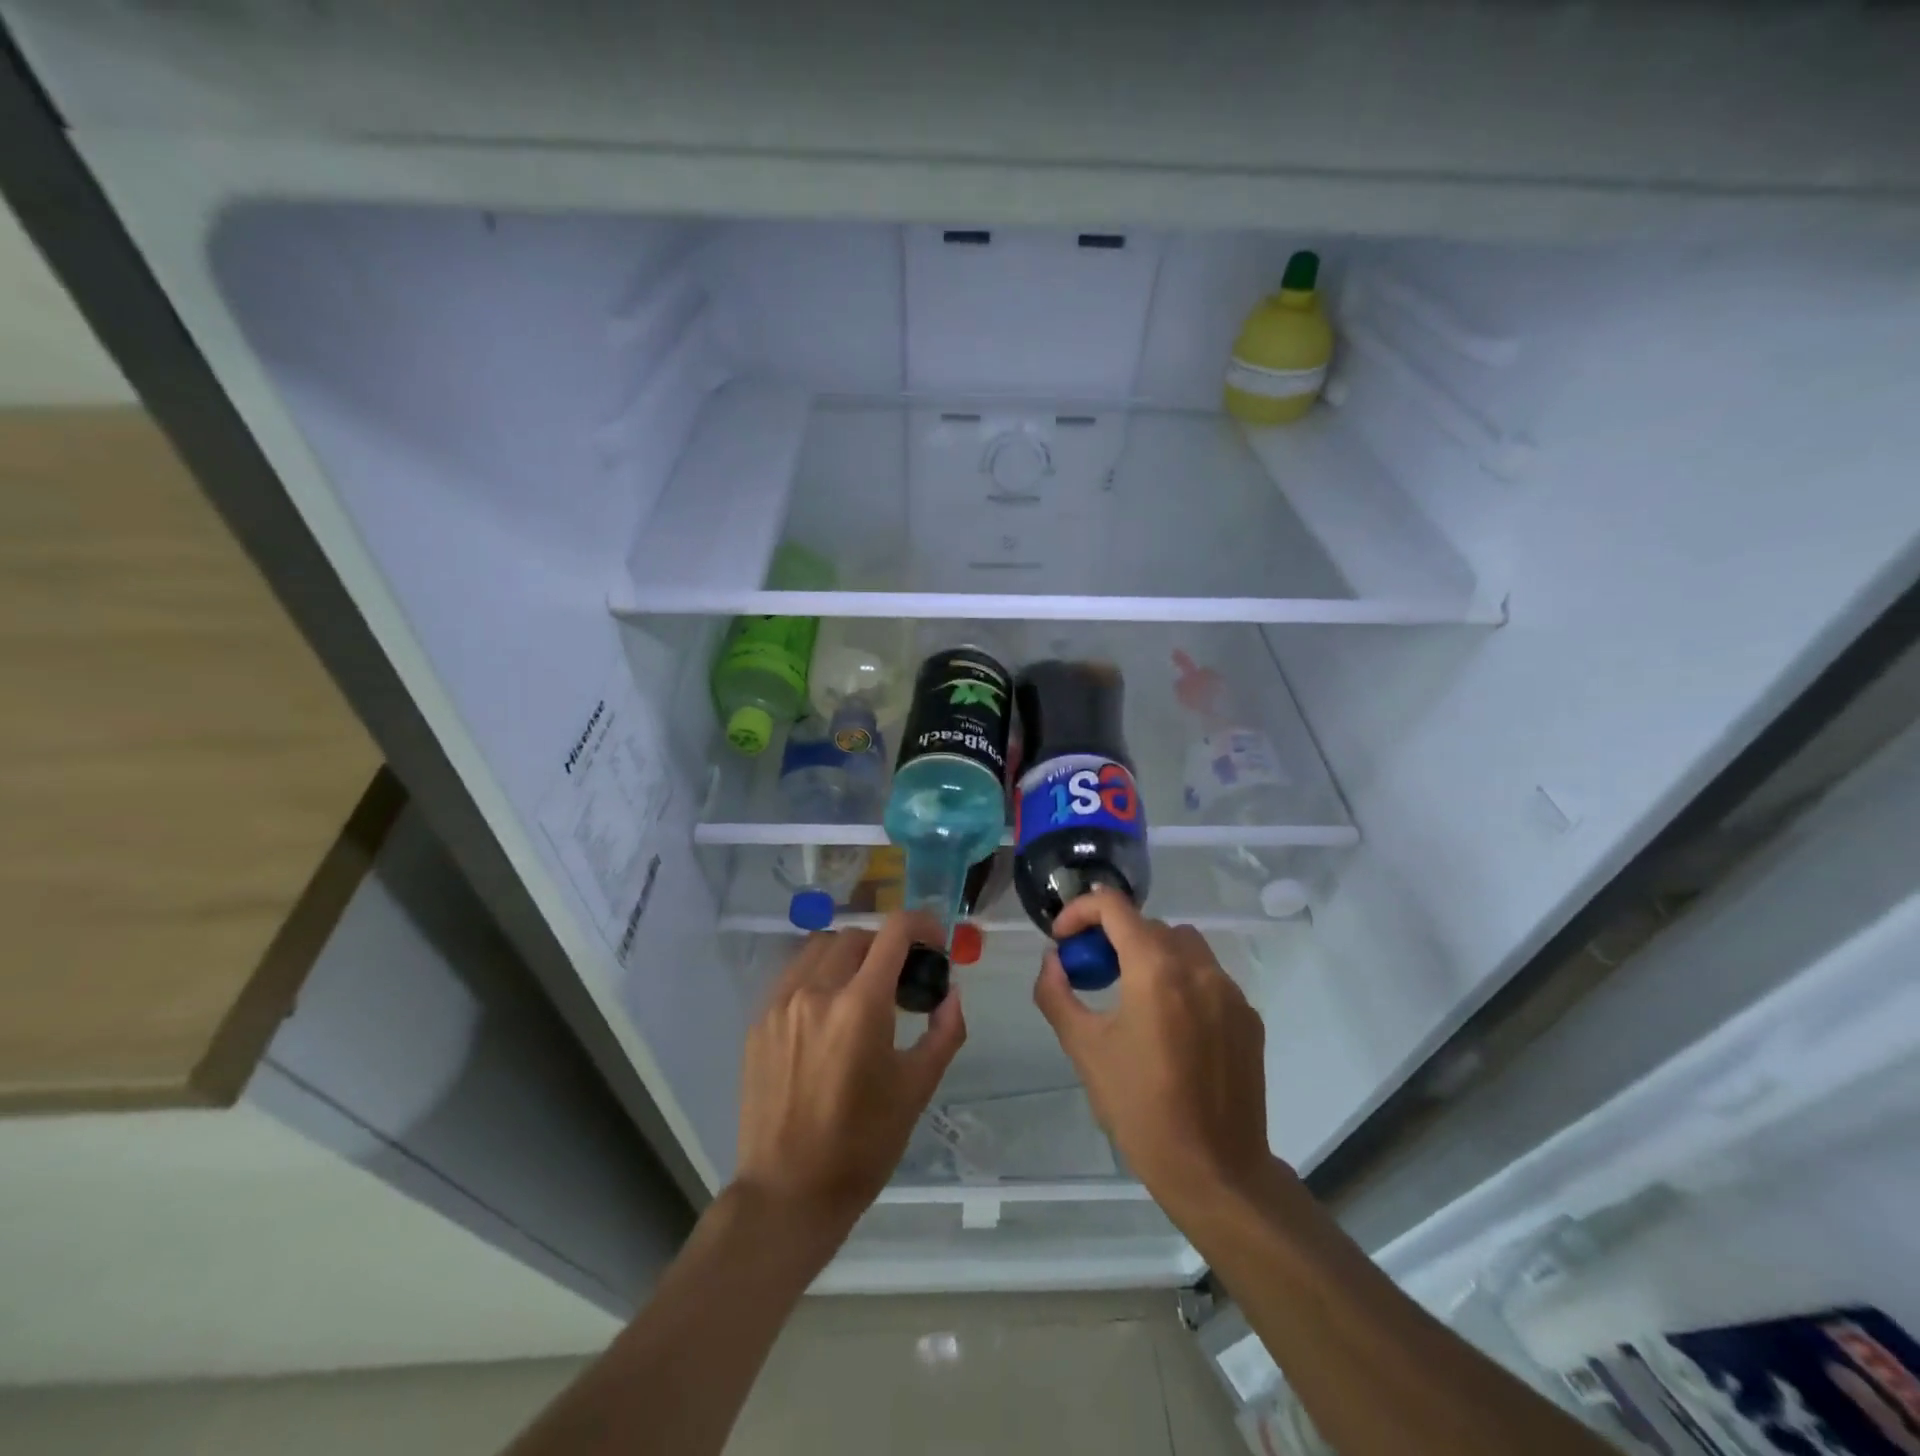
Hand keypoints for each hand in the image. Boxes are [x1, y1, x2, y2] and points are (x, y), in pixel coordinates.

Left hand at [735, 912, 964, 1234]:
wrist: (787, 1193)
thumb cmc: (862, 1145)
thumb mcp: (916, 1088)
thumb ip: (944, 1031)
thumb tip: (951, 993)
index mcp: (860, 1005)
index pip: (894, 932)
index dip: (922, 925)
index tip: (935, 943)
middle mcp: (816, 991)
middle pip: (857, 935)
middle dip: (886, 946)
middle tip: (902, 977)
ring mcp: (780, 1004)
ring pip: (820, 948)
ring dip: (850, 955)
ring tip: (863, 989)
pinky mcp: (758, 1022)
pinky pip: (793, 975)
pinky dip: (818, 976)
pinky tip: (828, 1013)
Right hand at [1034, 891, 1276, 1221]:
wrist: (1215, 1171)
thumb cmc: (1140, 1109)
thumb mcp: (1084, 1049)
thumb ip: (1057, 994)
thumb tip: (1053, 960)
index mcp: (1155, 969)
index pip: (1114, 906)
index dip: (1081, 911)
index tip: (1064, 940)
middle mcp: (1198, 967)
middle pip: (1149, 925)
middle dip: (1113, 937)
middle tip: (1093, 971)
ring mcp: (1230, 991)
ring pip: (1184, 944)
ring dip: (1151, 953)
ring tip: (1132, 993)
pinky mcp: (1248, 1017)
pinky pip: (1209, 977)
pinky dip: (1182, 981)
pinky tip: (1171, 1026)